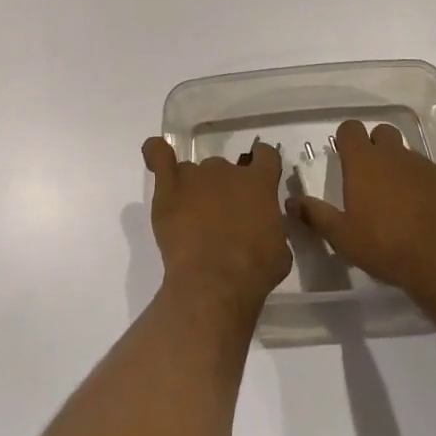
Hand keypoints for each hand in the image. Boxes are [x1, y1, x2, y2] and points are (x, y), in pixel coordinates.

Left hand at [142, 137, 291, 317]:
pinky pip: (158, 155)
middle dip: (224, 188)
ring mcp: (195, 174)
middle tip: (222, 217)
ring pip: (194, 172)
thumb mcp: (279, 251)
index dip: (262, 163)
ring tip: (191, 218)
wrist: (214, 282)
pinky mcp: (168, 186)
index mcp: (259, 183)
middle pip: (224, 168)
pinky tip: (155, 158)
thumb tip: (264, 226)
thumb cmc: (253, 271)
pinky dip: (156, 153)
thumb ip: (272, 227)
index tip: (258, 176)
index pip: (265, 155)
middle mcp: (227, 170)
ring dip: (195, 189)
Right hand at [289, 119, 435, 311]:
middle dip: (375, 146)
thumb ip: (315, 215)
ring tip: (398, 202)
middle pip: (382, 133)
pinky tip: (425, 215)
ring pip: (408, 155)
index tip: (344, 158)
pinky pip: (432, 176)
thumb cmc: (387, 247)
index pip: (350, 128)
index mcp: (364, 161)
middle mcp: (395, 155)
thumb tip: (290, 201)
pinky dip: (425, 187)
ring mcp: (427, 167)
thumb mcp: (343, 237)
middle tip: (370, 177)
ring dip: (400, 168)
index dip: (345, 139)